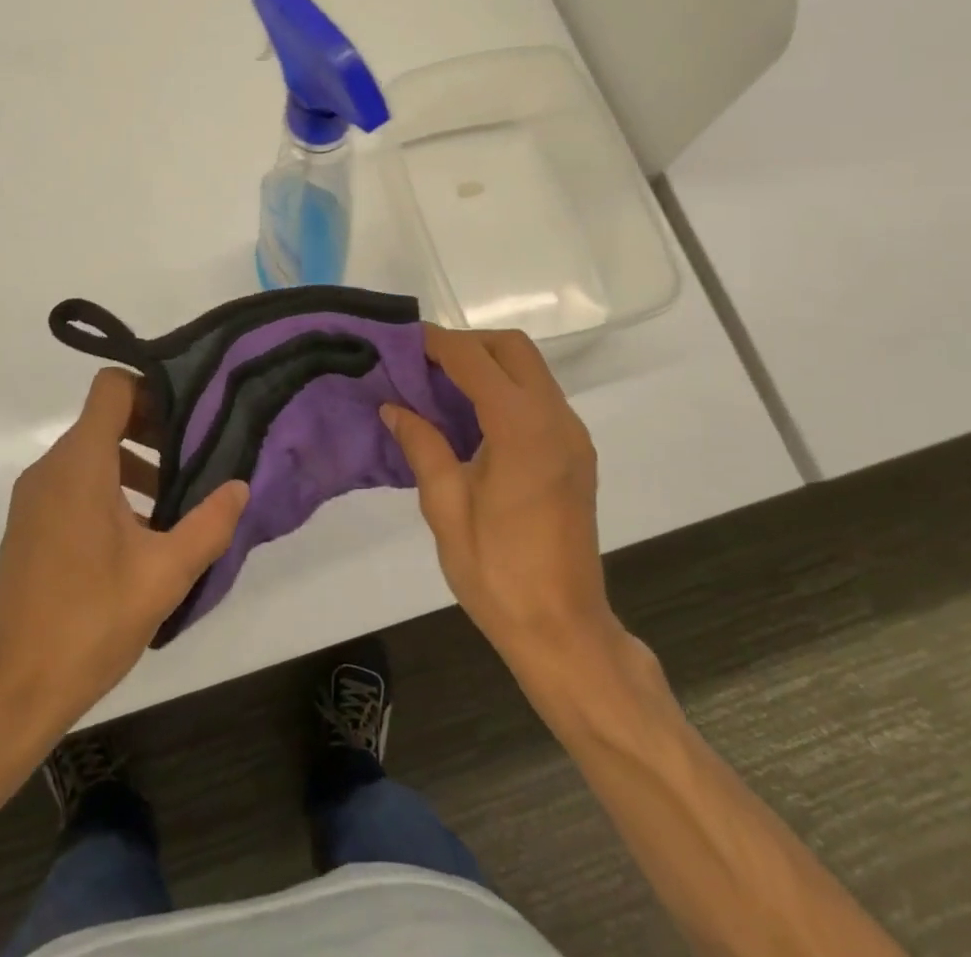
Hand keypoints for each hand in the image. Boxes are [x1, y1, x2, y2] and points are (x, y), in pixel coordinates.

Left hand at [0, 369, 248, 738]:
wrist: (12, 693)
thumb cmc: (91, 621)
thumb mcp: (165, 573)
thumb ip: (209, 524)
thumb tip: (241, 487)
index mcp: (80, 465)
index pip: (112, 388)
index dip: (153, 389)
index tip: (190, 415)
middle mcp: (50, 470)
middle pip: (105, 419)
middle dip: (154, 430)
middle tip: (196, 458)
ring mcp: (34, 500)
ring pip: (91, 454)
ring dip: (135, 464)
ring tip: (175, 502)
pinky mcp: (29, 527)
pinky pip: (74, 484)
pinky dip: (110, 489)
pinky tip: (141, 535)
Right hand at [383, 327, 617, 674]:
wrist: (563, 630)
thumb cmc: (497, 572)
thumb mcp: (446, 507)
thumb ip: (422, 445)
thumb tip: (394, 407)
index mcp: (522, 429)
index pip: (475, 359)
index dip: (436, 342)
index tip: (401, 339)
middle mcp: (556, 419)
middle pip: (513, 349)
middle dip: (467, 344)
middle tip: (423, 364)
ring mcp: (573, 435)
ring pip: (531, 370)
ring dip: (488, 365)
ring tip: (440, 387)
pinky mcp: (577, 453)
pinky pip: (540, 398)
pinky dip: (505, 389)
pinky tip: (472, 417)